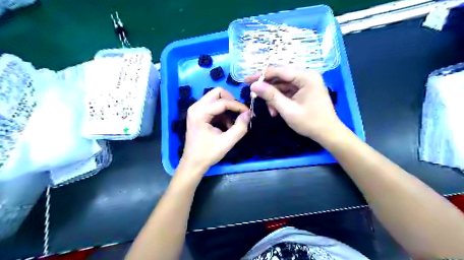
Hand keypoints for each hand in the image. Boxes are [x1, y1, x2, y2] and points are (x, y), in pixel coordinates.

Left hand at [180, 87, 251, 173]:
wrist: (193, 163)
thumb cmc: (208, 154)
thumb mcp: (227, 142)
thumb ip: (240, 128)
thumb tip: (248, 114)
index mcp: (200, 113)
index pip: (223, 102)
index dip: (238, 106)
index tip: (249, 113)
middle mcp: (196, 107)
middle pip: (217, 93)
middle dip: (232, 101)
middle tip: (240, 113)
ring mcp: (196, 109)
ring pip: (216, 98)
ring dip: (227, 108)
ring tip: (232, 124)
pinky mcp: (198, 114)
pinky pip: (214, 106)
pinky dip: (223, 113)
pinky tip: (226, 126)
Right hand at [247, 66, 339, 142]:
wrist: (328, 133)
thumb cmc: (310, 122)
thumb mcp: (288, 110)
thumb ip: (271, 96)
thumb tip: (253, 85)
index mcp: (306, 77)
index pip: (279, 71)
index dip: (261, 75)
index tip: (246, 81)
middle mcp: (306, 76)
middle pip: (280, 76)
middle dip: (267, 87)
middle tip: (253, 94)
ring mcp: (306, 83)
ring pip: (283, 85)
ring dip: (274, 97)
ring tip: (271, 111)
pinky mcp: (305, 90)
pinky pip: (288, 91)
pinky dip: (280, 99)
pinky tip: (276, 110)